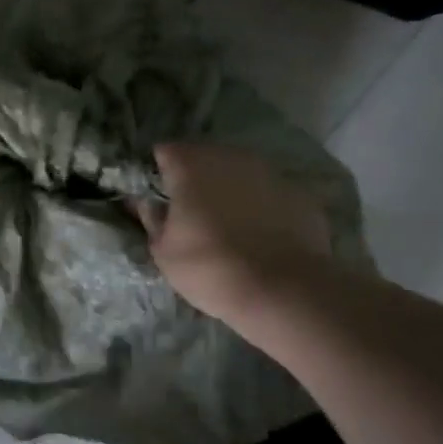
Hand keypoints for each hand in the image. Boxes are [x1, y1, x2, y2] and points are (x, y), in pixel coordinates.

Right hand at [138, 142, 332, 321]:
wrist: (283, 291)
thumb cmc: (210, 267)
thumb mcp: (163, 251)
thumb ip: (152, 218)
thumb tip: (143, 202)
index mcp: (190, 164)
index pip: (164, 152)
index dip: (158, 173)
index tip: (158, 198)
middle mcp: (229, 156)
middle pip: (204, 158)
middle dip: (195, 179)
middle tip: (191, 214)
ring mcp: (269, 171)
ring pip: (239, 173)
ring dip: (229, 190)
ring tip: (228, 226)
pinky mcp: (299, 192)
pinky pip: (269, 193)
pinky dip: (261, 206)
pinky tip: (261, 236)